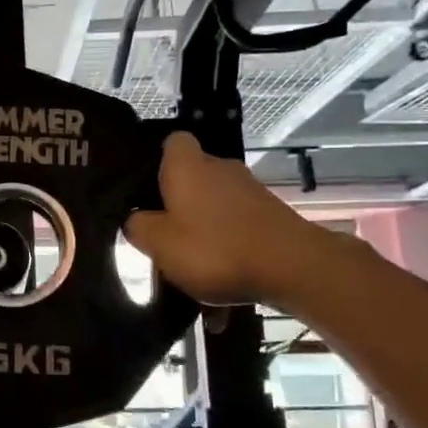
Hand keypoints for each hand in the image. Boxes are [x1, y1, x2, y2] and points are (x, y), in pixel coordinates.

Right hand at [125, 133, 348, 307]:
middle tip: (161, 235)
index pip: (171, 142)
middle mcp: (220, 168)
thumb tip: (135, 219)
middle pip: (191, 177)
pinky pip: (237, 228)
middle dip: (178, 203)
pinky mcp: (270, 214)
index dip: (156, 162)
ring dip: (202, 230)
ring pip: (214, 206)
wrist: (293, 268)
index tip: (144, 190)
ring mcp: (249, 191)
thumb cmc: (214, 249)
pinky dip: (227, 248)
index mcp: (187, 166)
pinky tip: (221, 285)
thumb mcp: (159, 244)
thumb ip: (138, 227)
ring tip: (191, 268)